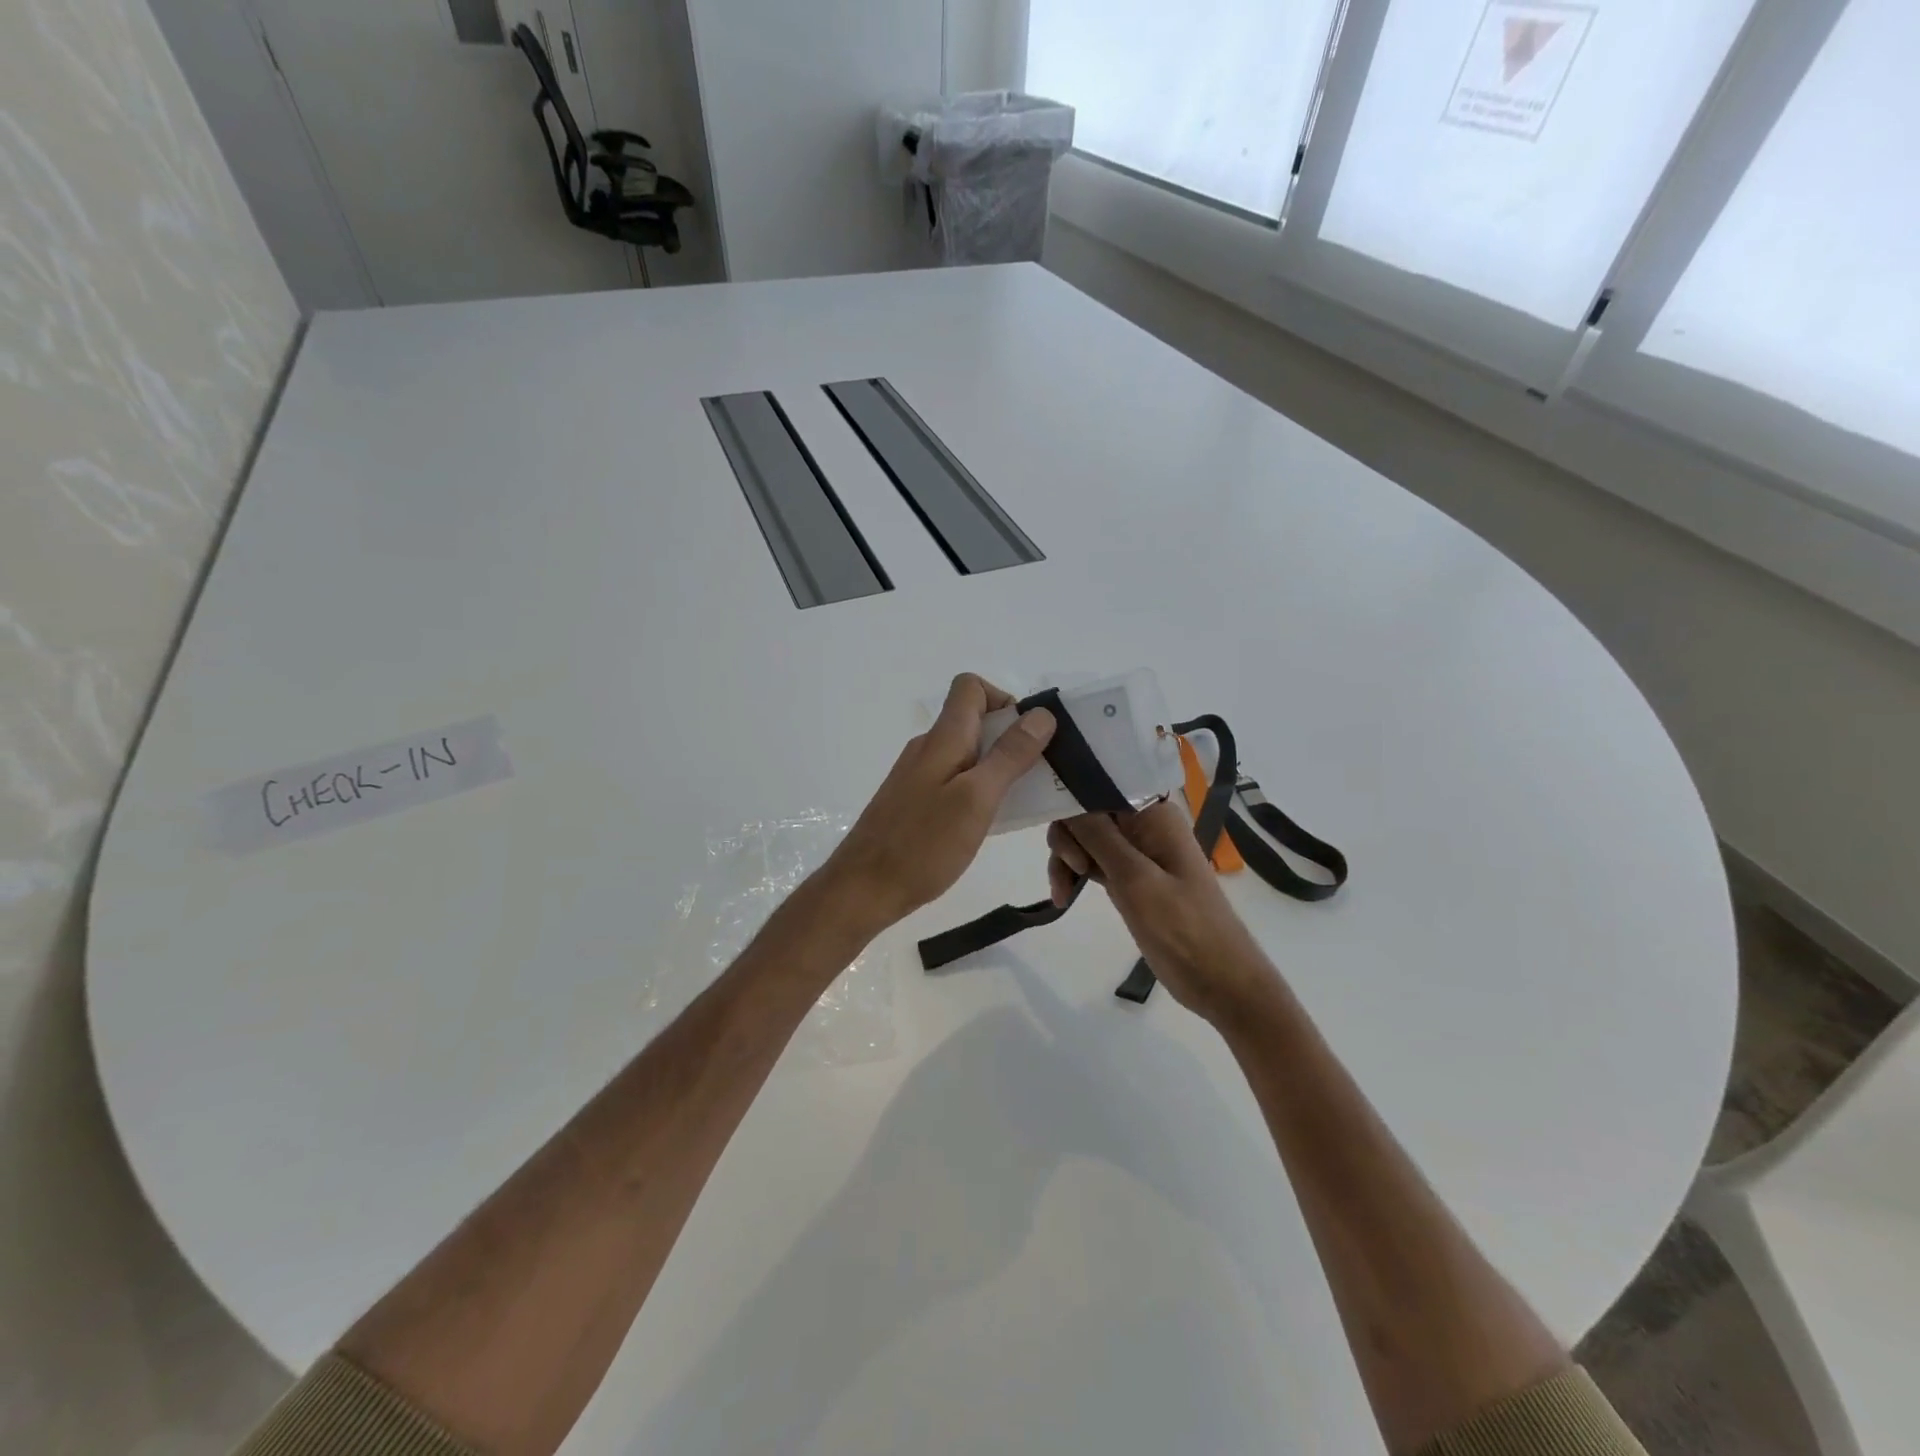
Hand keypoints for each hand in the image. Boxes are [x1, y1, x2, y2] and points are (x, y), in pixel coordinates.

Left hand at [823, 674, 1055, 936]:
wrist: (863, 889)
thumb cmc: (923, 845)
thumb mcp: (977, 799)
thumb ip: (1009, 755)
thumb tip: (1042, 714)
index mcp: (942, 738)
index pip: (970, 687)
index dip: (1004, 700)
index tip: (1028, 737)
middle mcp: (928, 748)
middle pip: (973, 721)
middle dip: (1011, 740)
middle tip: (1037, 777)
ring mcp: (918, 776)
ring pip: (967, 754)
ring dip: (998, 769)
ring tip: (1020, 804)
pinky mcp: (914, 802)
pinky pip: (955, 781)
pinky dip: (978, 791)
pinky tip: (988, 823)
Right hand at [1046, 801, 1281, 1025]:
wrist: (1218, 981)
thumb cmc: (1183, 927)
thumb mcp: (1136, 879)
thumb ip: (1097, 836)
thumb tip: (1065, 797)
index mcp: (1154, 813)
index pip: (1102, 780)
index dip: (1072, 791)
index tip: (1051, 817)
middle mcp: (1142, 824)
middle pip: (1086, 809)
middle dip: (1068, 835)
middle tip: (1073, 868)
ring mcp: (1134, 851)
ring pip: (1082, 836)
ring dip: (1065, 859)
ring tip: (1063, 893)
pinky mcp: (1126, 876)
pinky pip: (1089, 861)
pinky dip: (1073, 874)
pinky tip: (1063, 898)